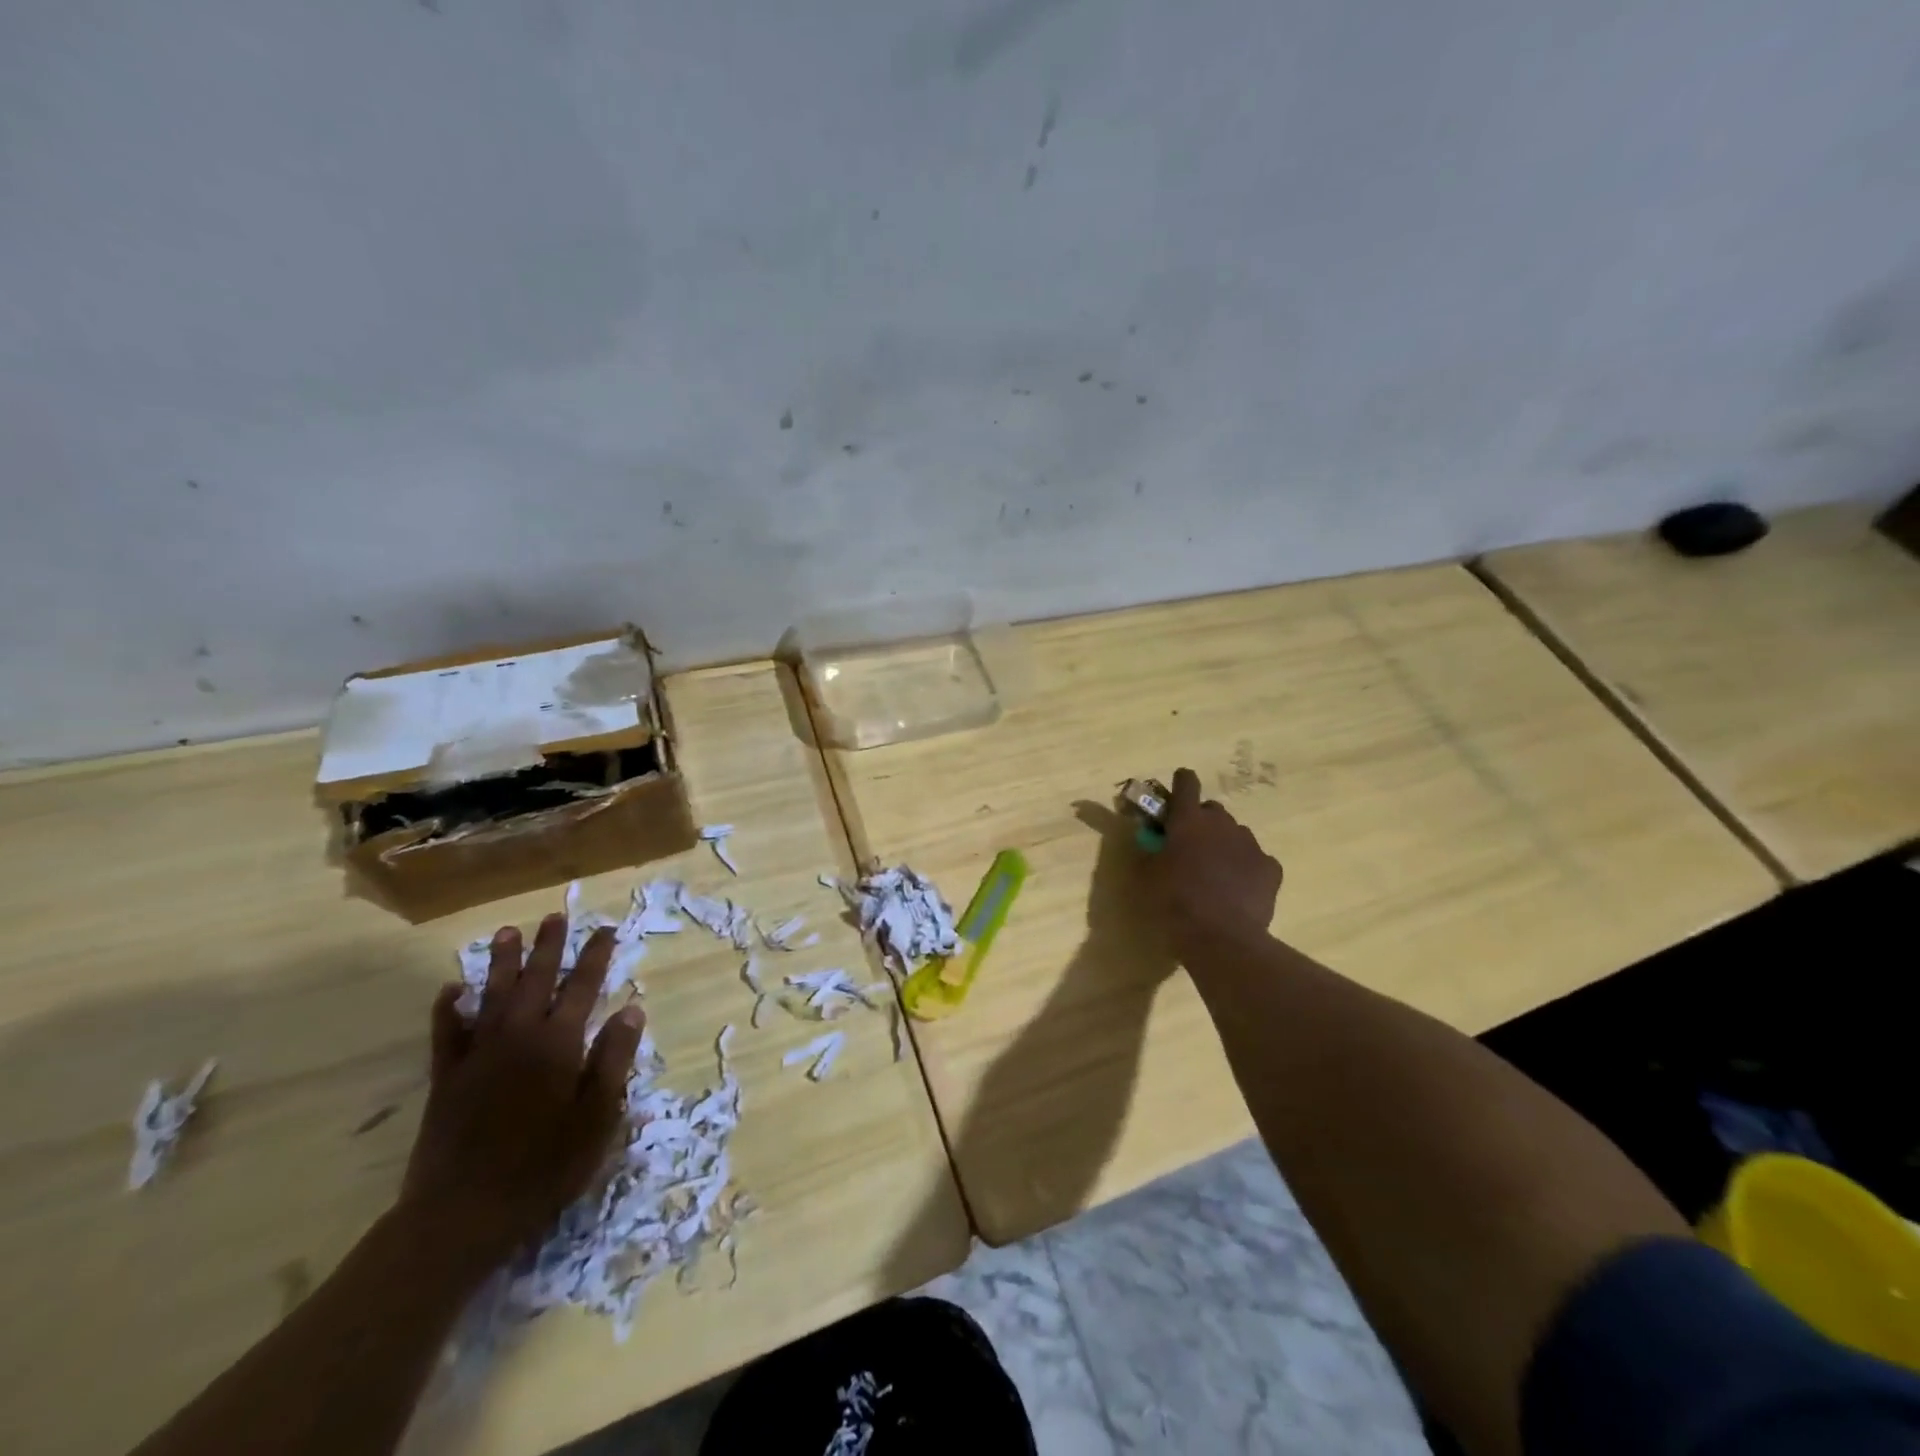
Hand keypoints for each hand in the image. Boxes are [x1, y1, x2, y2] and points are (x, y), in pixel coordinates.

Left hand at [400, 914, 643, 1270]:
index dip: (596, 956)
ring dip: (502, 962)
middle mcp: (518, 1037)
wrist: (461, 1215)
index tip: (606, 930)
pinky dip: (448, 1009)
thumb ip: (613, 1060)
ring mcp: (478, 1056)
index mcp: (559, 1045)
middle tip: (555, 917)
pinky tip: (451, 990)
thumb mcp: (597, 1118)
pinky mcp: (447, 1079)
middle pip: (536, 980)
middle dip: (549, 947)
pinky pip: (446, 1033)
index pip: (583, 987)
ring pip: (492, 996)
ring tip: (508, 932)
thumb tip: (631, 1009)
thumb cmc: (543, 1168)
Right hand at [1141, 767, 1283, 955]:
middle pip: (1213, 809)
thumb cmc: (1174, 902)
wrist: (1221, 937)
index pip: (1186, 784)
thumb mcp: (1146, 877)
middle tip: (1191, 846)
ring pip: (1236, 834)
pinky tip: (1240, 889)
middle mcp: (1221, 824)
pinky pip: (1257, 860)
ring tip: (1216, 872)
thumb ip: (1150, 852)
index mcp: (1187, 820)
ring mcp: (1250, 844)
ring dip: (1225, 844)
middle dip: (1202, 821)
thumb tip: (1153, 843)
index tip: (1179, 787)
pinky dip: (1248, 868)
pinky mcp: (1270, 868)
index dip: (1182, 782)